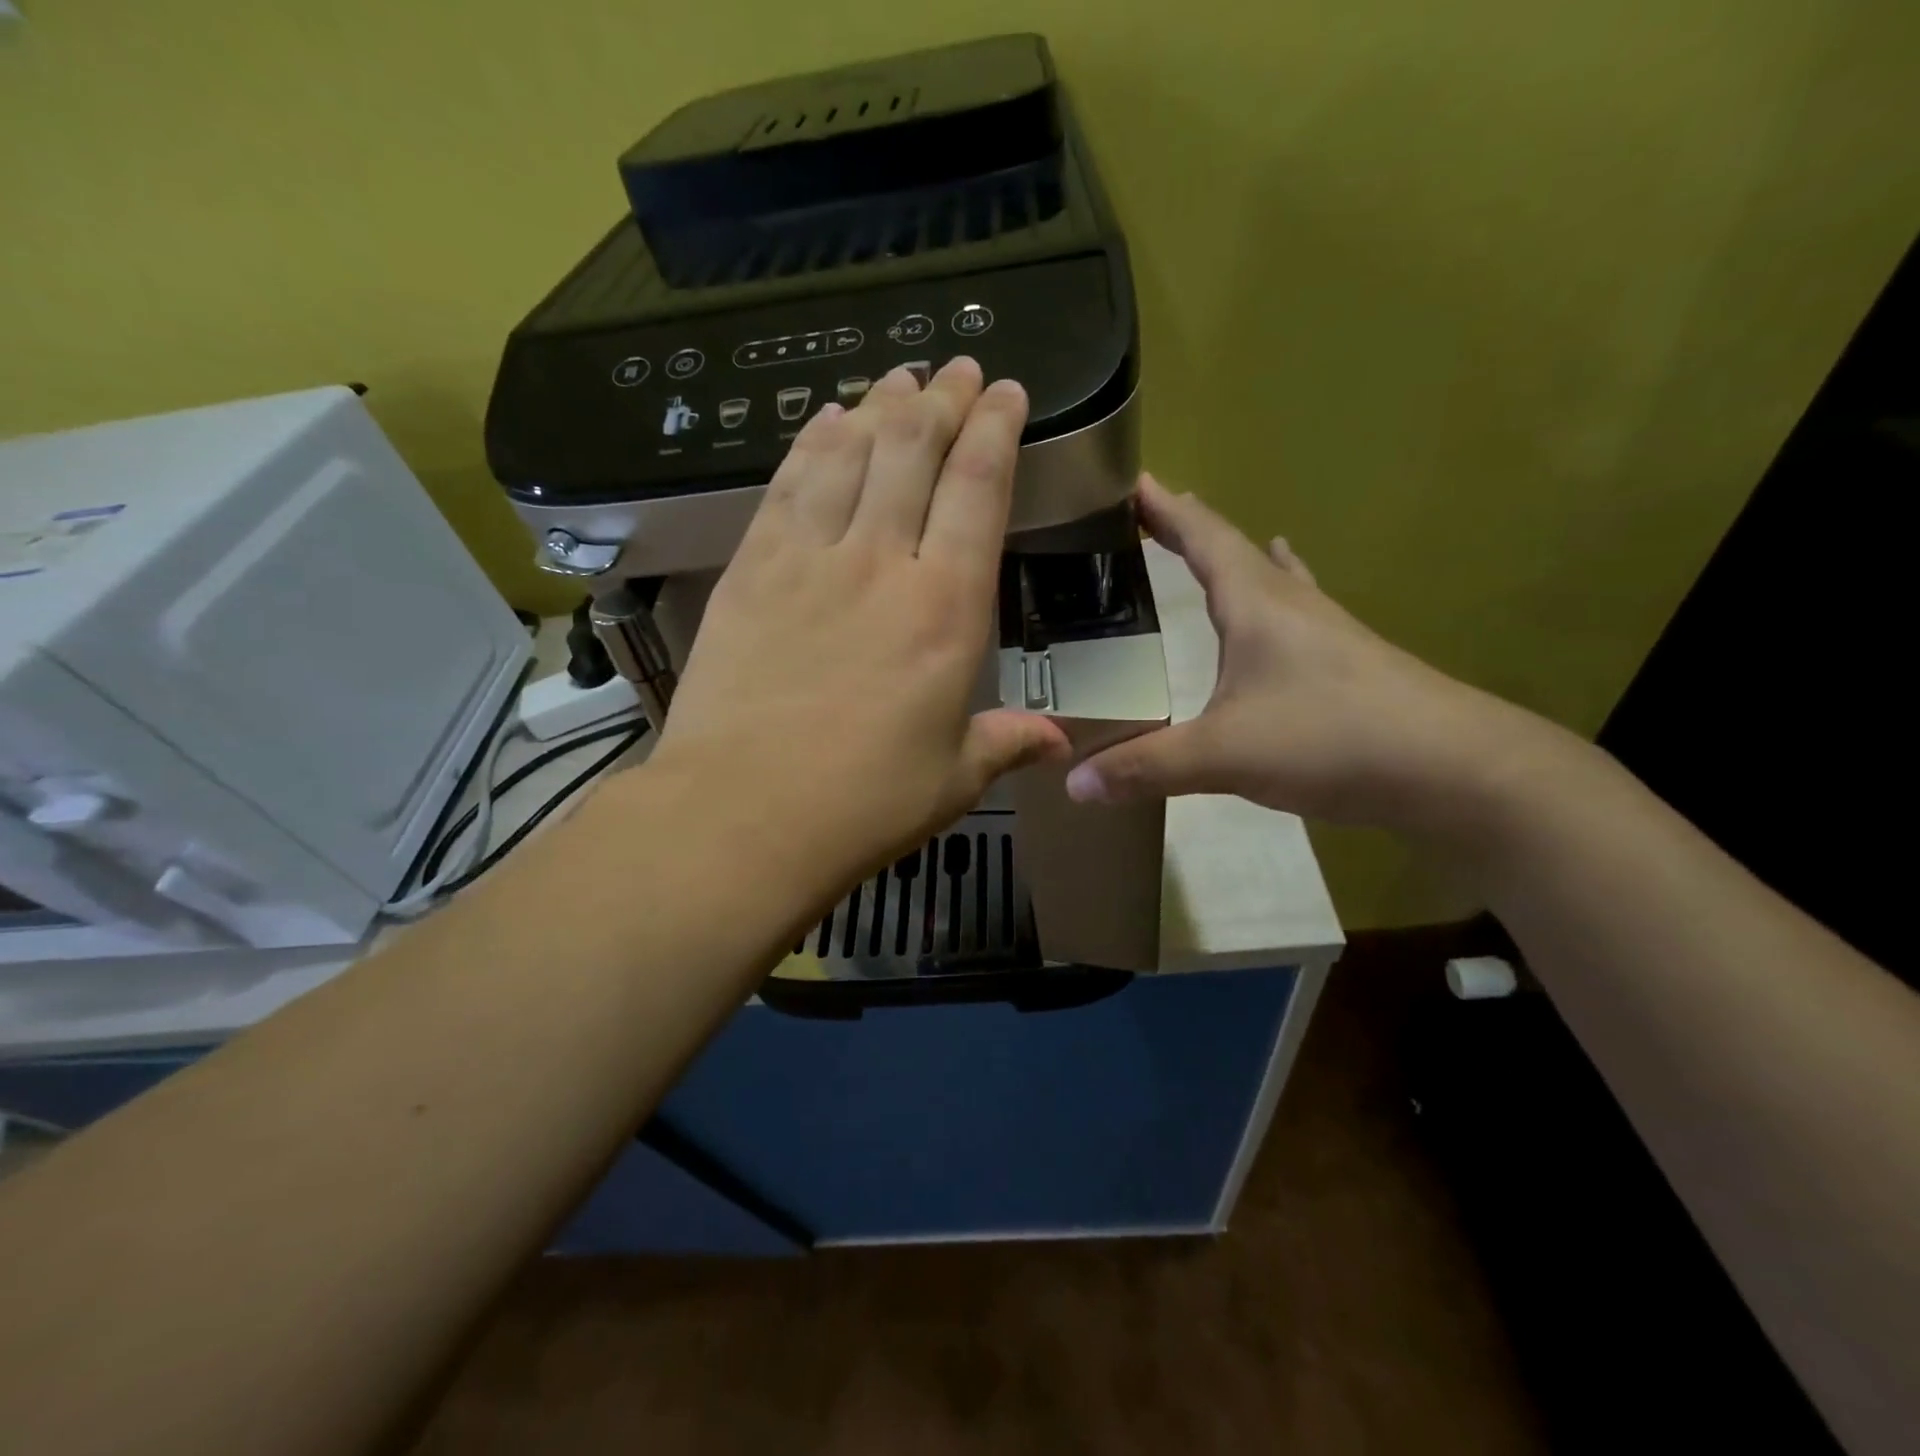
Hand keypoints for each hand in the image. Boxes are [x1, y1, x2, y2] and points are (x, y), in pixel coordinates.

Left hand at [646, 359, 1069, 901]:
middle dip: (940, 401)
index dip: (994, 430)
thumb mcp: (953, 778)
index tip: (1004, 391)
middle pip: (913, 453)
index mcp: (945, 609)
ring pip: (848, 454)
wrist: (743, 812)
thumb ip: (1007, 743)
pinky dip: (809, 444)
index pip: (977, 490)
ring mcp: (808, 559)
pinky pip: (786, 485)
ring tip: (898, 379)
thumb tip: (1061, 745)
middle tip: (954, 368)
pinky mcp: (751, 569)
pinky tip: (823, 421)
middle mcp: (880, 563)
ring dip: (878, 409)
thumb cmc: (864, 803)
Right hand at [1065, 475, 1556, 836]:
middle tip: (1147, 516)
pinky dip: (1275, 596)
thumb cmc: (1331, 739)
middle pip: (1233, 550)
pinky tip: (1286, 601)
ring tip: (1206, 546)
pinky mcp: (1344, 664)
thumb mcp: (1224, 754)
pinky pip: (1294, 614)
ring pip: (1268, 579)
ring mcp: (1324, 632)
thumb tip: (1073, 785)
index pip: (1203, 538)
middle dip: (1188, 529)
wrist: (1451, 769)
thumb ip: (1145, 766)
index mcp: (1256, 604)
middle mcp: (1290, 605)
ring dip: (1232, 559)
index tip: (1131, 481)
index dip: (1165, 509)